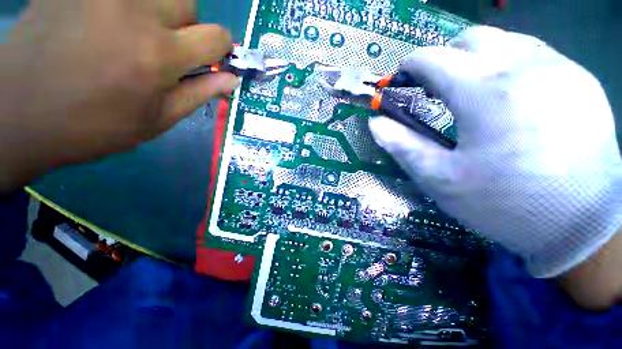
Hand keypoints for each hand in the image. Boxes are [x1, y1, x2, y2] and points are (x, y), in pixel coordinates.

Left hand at [0, 0, 237, 189]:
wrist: (19, 113)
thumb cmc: (93, 125)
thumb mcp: (157, 120)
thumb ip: (199, 94)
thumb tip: (231, 80)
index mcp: (160, 55)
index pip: (217, 37)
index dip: (222, 48)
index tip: (213, 59)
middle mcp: (136, 12)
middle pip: (188, 3)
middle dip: (187, 25)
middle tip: (166, 46)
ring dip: (159, 9)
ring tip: (135, 31)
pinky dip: (125, 6)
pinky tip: (107, 22)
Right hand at [369, 26, 621, 280]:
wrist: (581, 226)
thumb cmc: (504, 205)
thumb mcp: (439, 179)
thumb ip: (402, 145)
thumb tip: (375, 123)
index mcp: (485, 92)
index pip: (432, 58)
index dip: (408, 67)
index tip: (400, 82)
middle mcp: (525, 66)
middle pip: (469, 39)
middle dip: (443, 58)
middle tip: (434, 88)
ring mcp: (559, 69)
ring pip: (504, 41)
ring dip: (477, 60)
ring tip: (470, 92)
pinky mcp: (581, 81)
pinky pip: (535, 54)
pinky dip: (509, 65)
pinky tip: (508, 97)